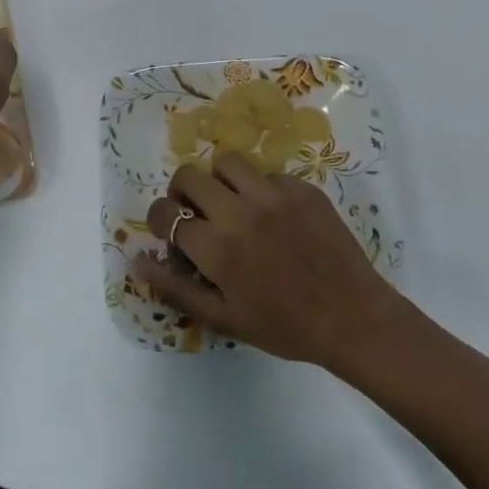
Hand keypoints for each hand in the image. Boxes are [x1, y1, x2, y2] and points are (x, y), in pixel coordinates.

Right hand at [135, 154, 410, 369]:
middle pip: (190, 176)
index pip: (166, 213)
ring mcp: (274, 194)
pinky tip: (272, 214)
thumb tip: (135, 260)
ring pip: (227, 162)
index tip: (170, 230)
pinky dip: (259, 188)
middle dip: (182, 192)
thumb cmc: (284, 326)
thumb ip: (175, 288)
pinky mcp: (303, 188)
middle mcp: (241, 212)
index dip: (160, 219)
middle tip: (195, 211)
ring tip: (230, 202)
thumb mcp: (223, 317)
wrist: (352, 316)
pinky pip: (267, 173)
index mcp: (217, 247)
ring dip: (219, 180)